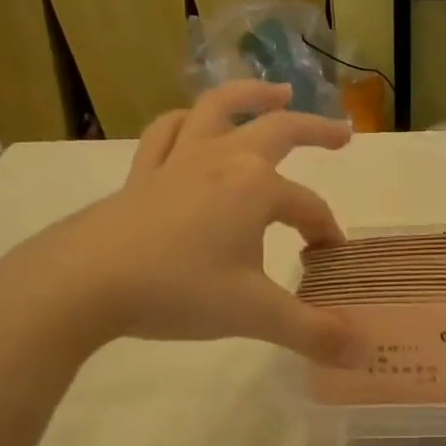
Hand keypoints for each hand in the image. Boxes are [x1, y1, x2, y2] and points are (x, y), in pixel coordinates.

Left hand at [0, 82, 363, 366]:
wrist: (83, 283)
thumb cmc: (177, 290)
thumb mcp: (253, 315)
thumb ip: (312, 332)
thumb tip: (362, 353)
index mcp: (257, 188)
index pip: (309, 208)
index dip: (326, 234)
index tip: (329, 263)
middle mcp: (223, 160)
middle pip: (279, 130)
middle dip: (316, 130)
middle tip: (343, 135)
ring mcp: (178, 160)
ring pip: (218, 110)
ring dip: (251, 97)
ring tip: (276, 92)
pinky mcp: (143, 173)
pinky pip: (168, 133)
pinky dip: (187, 122)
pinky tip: (194, 125)